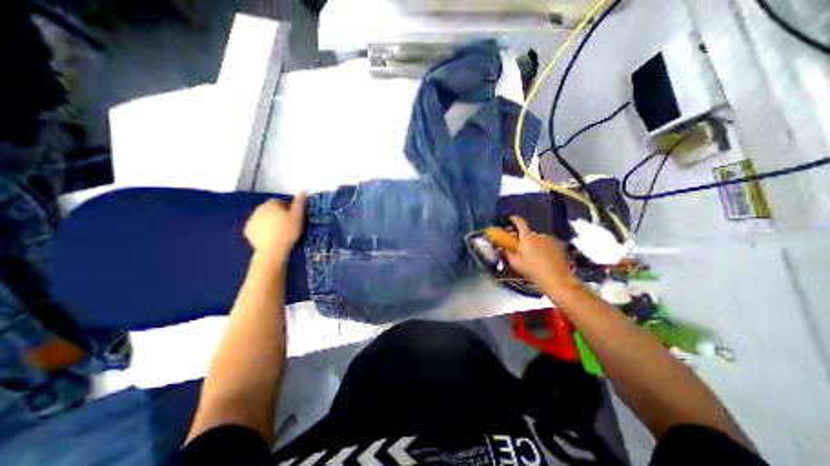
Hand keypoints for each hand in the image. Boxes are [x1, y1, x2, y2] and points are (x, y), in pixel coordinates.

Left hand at [244, 191, 305, 259]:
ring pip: (263, 218)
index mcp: (271, 204)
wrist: (273, 250)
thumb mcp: (298, 216)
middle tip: (288, 226)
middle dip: (278, 215)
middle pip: (271, 209)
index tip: (294, 218)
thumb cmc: (288, 231)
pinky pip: (258, 228)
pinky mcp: (248, 232)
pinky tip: (271, 238)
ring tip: (280, 233)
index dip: (288, 209)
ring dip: (271, 223)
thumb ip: (300, 202)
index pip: (280, 202)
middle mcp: (258, 209)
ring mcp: (251, 220)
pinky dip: (263, 231)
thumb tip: (304, 190)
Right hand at [506, 215, 578, 294]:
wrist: (555, 278)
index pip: (520, 222)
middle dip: (524, 239)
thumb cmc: (532, 270)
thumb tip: (504, 247)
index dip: (514, 219)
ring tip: (534, 257)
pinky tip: (543, 259)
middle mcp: (538, 235)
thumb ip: (508, 252)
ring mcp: (549, 240)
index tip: (511, 219)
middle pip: (528, 234)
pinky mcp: (557, 246)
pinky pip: (546, 244)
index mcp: (526, 237)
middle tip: (522, 250)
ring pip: (538, 239)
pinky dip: (543, 248)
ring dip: (534, 245)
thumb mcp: (515, 263)